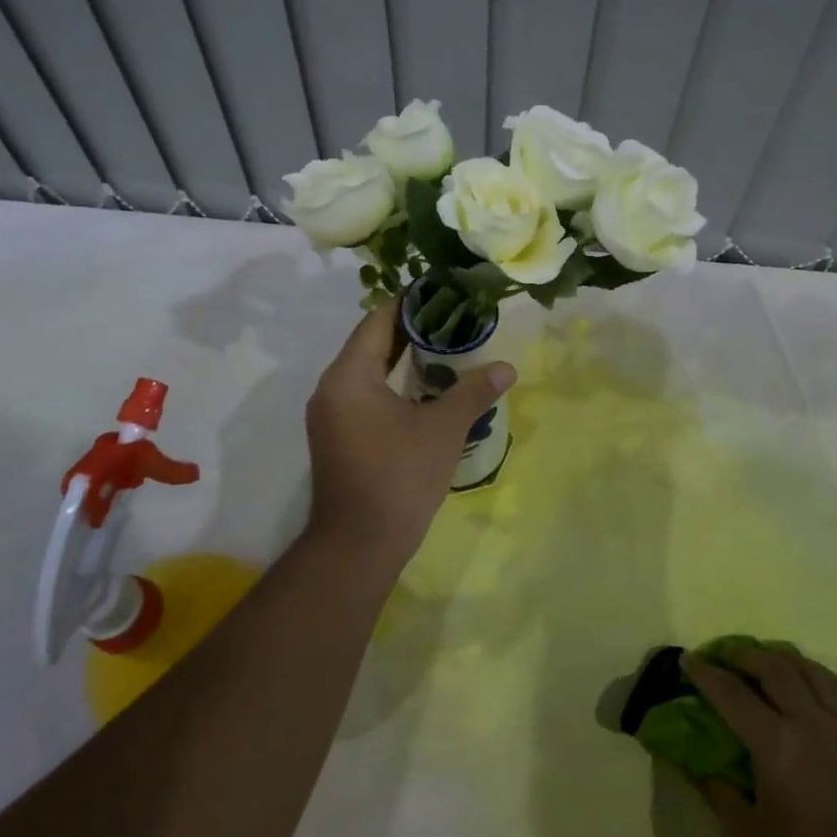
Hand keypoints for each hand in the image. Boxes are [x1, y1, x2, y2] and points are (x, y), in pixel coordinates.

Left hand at [305, 303, 514, 565]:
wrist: (359, 544)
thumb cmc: (399, 477)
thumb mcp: (443, 430)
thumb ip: (473, 392)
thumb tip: (506, 368)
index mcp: (350, 376)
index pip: (378, 321)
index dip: (408, 303)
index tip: (440, 292)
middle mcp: (331, 388)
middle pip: (370, 344)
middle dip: (409, 330)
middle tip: (450, 317)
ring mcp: (330, 415)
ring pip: (365, 371)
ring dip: (400, 359)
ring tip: (442, 348)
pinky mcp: (335, 437)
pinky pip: (362, 395)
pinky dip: (390, 384)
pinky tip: (421, 390)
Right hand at [683, 646, 836, 836]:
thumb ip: (717, 790)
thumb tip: (693, 762)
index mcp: (777, 745)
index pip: (731, 692)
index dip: (705, 673)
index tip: (687, 658)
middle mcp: (812, 725)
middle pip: (775, 667)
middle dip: (745, 655)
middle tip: (725, 656)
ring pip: (813, 672)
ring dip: (784, 659)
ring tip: (766, 663)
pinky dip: (813, 680)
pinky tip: (803, 695)